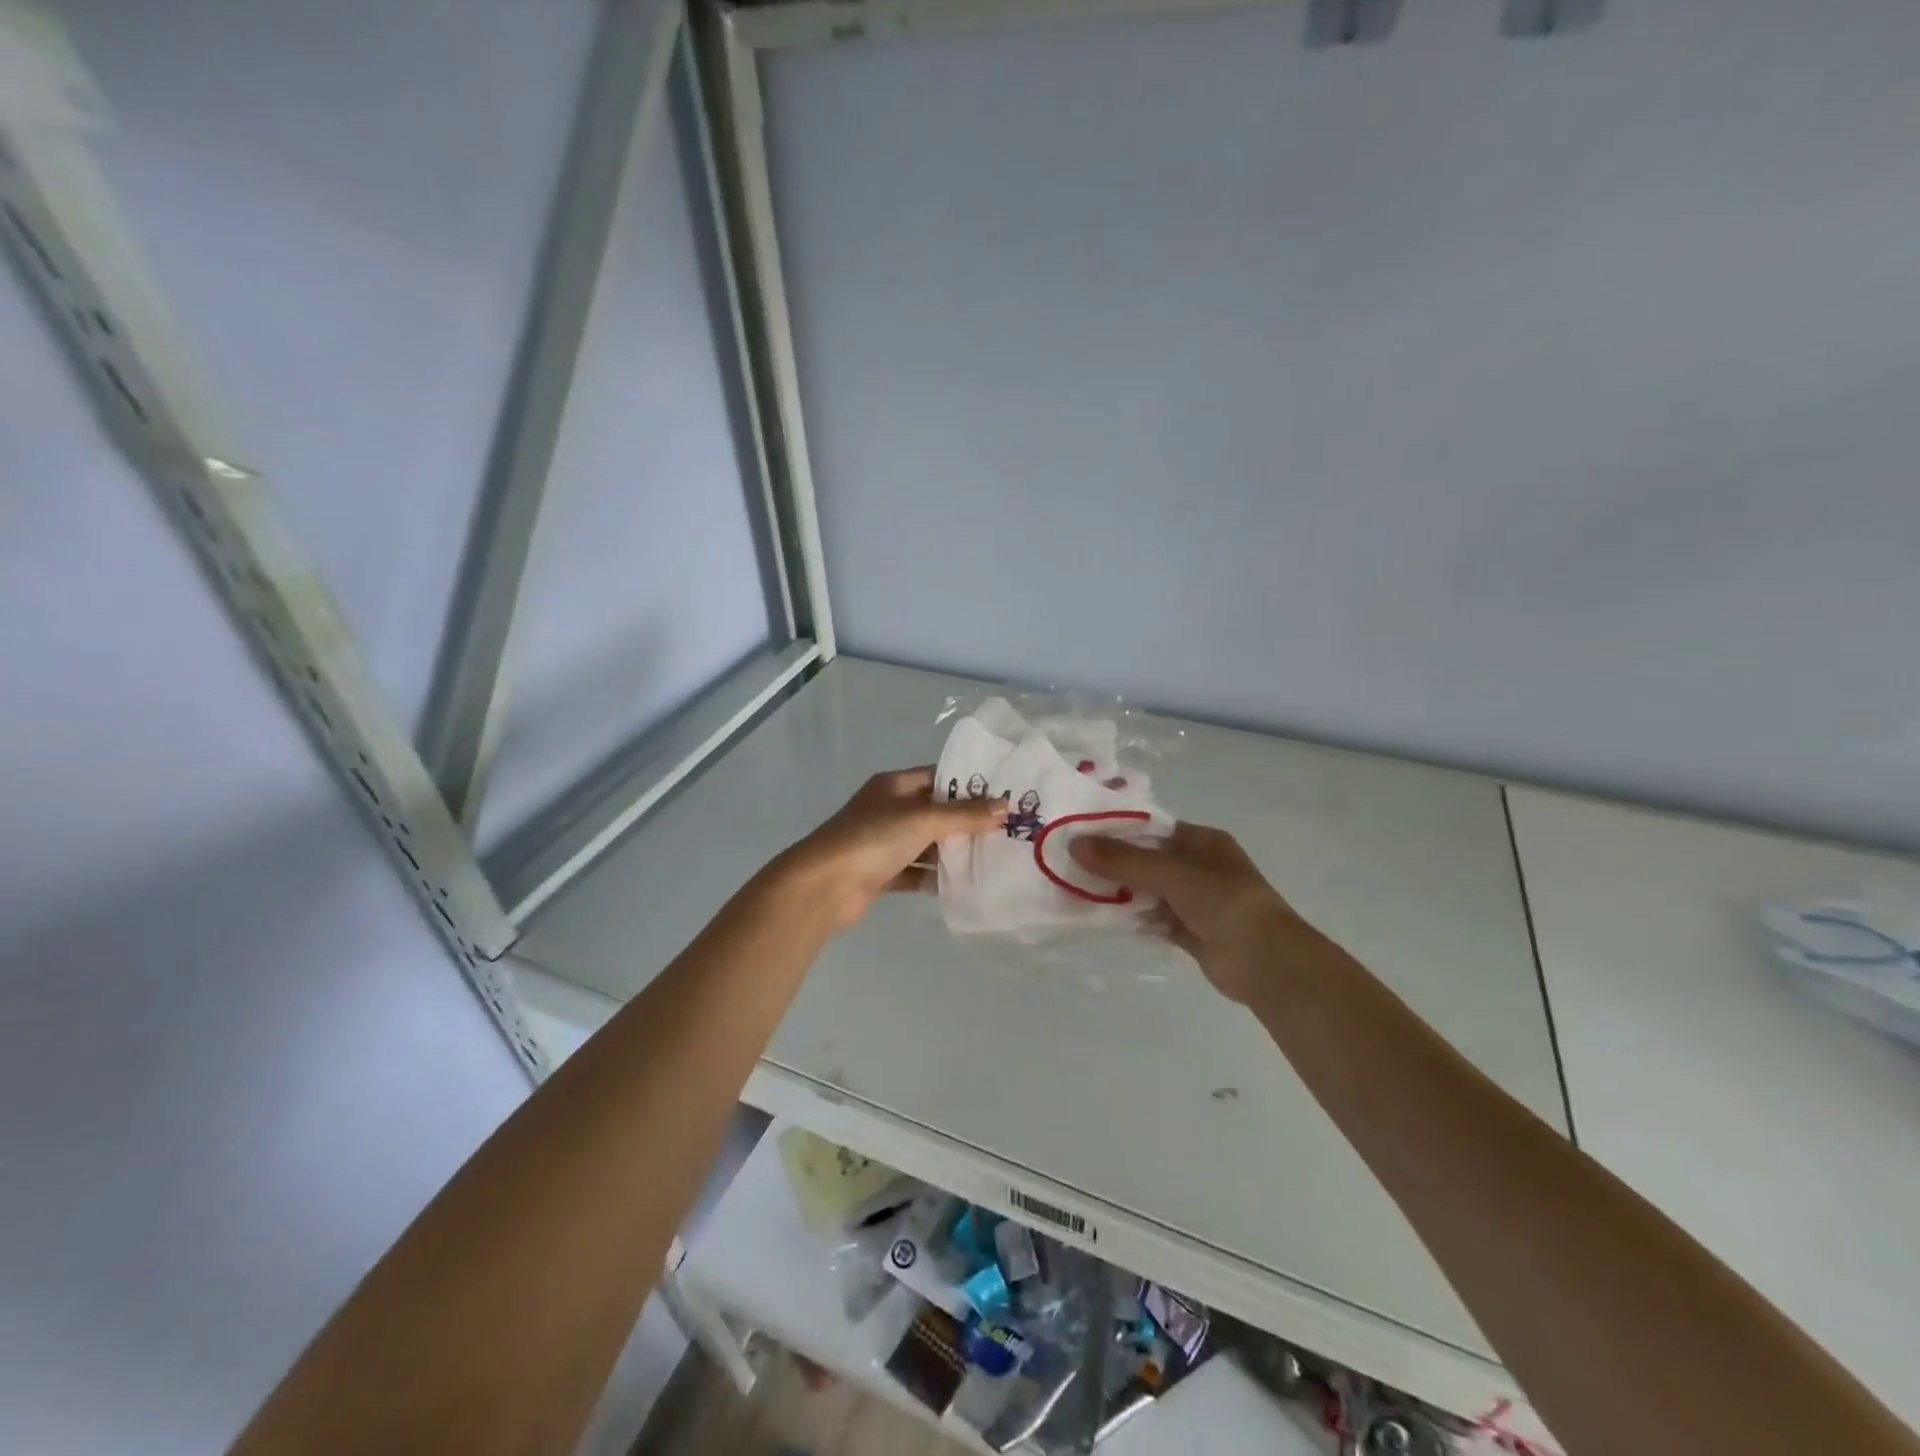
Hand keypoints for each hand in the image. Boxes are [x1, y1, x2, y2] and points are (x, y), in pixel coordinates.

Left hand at [785, 767, 1006, 929]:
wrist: (824, 886)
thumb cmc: (873, 838)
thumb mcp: (923, 819)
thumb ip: (964, 814)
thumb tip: (1004, 806)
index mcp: (894, 786)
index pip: (937, 776)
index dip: (968, 784)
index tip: (1003, 793)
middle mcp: (888, 810)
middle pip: (935, 811)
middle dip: (967, 821)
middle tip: (1008, 829)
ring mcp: (884, 843)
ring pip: (927, 844)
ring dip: (953, 851)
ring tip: (994, 857)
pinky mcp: (883, 874)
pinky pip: (917, 873)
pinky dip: (936, 878)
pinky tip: (964, 884)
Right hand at [1070, 823, 1312, 1002]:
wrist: (1264, 960)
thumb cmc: (1222, 900)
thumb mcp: (1169, 871)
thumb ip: (1121, 859)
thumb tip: (1073, 843)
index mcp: (1202, 841)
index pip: (1152, 829)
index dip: (1118, 831)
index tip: (1081, 835)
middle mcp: (1199, 867)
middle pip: (1147, 860)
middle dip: (1114, 864)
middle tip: (1072, 864)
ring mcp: (1195, 901)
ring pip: (1148, 891)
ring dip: (1119, 892)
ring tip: (1078, 889)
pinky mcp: (1190, 932)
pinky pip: (1153, 919)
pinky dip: (1132, 918)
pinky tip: (1101, 917)